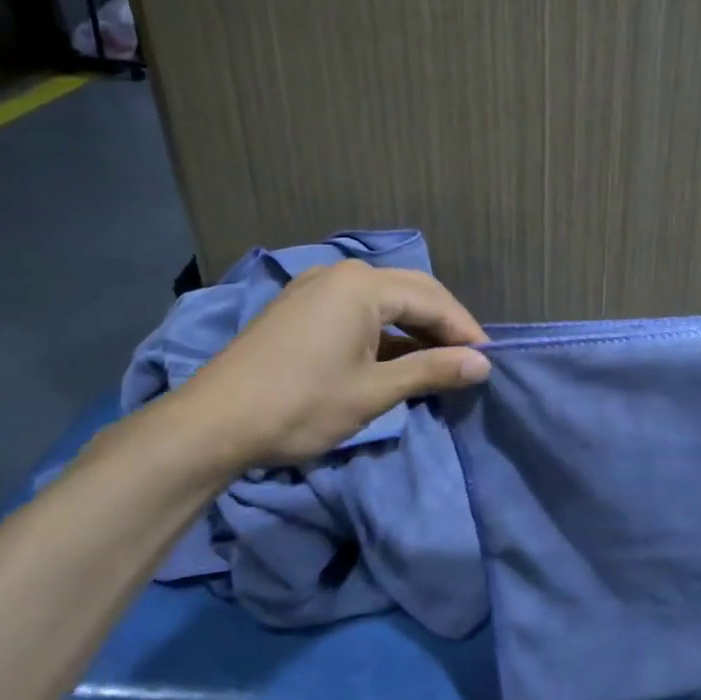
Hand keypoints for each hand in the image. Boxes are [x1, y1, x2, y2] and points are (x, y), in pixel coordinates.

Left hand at [178, 260, 490, 468]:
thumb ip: (432, 370)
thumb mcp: (374, 391)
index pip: (433, 301)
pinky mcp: (300, 307)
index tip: (489, 362)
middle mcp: (340, 274)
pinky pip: (358, 308)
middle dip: (444, 325)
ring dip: (415, 327)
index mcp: (362, 285)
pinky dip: (385, 330)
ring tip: (440, 361)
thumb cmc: (301, 405)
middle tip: (470, 360)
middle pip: (411, 292)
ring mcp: (315, 288)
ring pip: (385, 300)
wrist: (211, 425)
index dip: (465, 331)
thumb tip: (483, 365)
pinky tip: (397, 357)